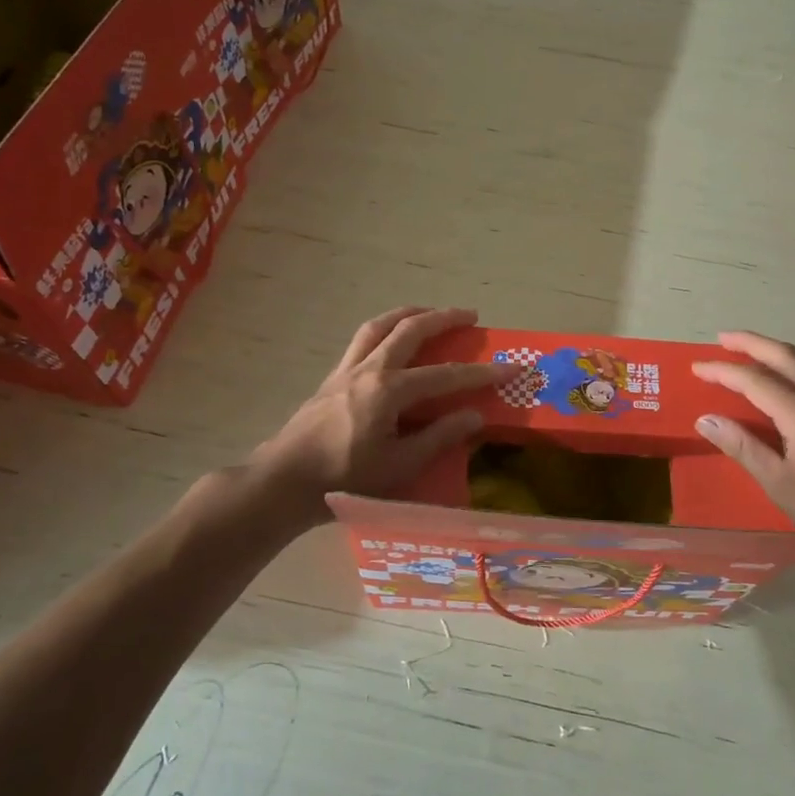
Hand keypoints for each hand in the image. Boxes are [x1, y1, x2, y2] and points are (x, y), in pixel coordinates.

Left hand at [249, 306, 508, 525]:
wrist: (282, 482)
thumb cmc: (343, 480)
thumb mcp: (399, 467)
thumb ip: (439, 438)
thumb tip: (474, 415)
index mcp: (388, 391)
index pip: (445, 375)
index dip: (481, 372)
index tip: (511, 367)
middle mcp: (368, 369)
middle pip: (410, 329)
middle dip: (444, 318)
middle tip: (471, 315)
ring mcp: (346, 370)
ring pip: (380, 325)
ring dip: (409, 313)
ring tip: (430, 312)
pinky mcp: (331, 377)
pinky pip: (362, 339)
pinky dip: (384, 328)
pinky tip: (391, 340)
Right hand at [691, 331, 794, 583]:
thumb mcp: (780, 486)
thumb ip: (743, 447)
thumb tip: (706, 419)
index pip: (756, 381)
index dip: (723, 371)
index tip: (696, 367)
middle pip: (787, 357)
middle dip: (752, 343)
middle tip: (722, 338)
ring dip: (781, 352)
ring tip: (757, 356)